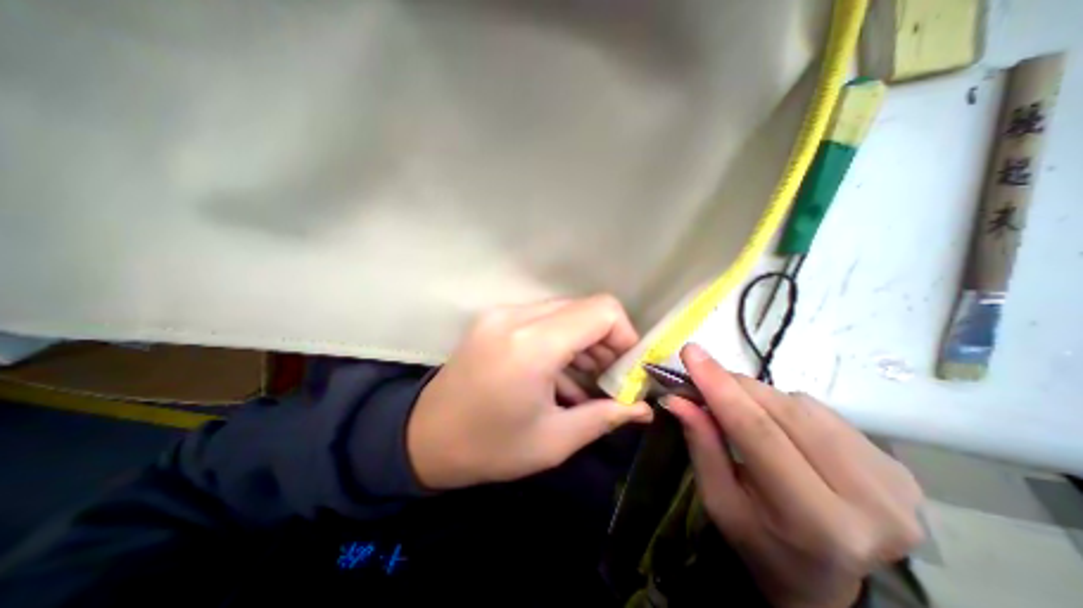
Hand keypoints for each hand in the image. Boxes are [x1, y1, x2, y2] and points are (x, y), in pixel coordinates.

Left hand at [406, 294, 649, 488]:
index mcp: (533, 345)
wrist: (424, 437)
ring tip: (585, 378)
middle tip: (608, 378)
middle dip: (605, 340)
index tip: (625, 369)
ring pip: (565, 311)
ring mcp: (502, 313)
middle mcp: (517, 317)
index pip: (602, 311)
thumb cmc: (490, 447)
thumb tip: (643, 409)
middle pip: (584, 307)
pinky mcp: (495, 318)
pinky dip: (561, 339)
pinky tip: (559, 372)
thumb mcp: (554, 440)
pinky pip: (543, 318)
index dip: (624, 335)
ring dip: (583, 340)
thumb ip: (605, 417)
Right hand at [670, 346, 921, 607]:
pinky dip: (785, 406)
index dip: (720, 386)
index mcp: (816, 521)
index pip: (758, 432)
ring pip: (801, 405)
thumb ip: (702, 445)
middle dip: (734, 385)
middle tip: (702, 375)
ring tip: (739, 409)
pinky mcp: (896, 466)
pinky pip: (821, 411)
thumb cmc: (761, 542)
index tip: (691, 352)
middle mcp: (870, 501)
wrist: (826, 581)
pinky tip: (777, 424)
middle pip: (782, 411)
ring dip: (758, 396)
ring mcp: (894, 482)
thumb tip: (678, 398)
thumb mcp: (719, 501)